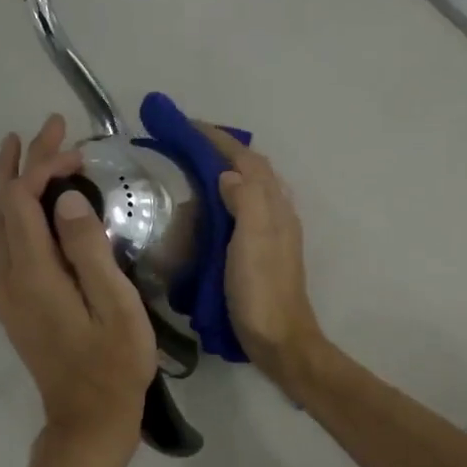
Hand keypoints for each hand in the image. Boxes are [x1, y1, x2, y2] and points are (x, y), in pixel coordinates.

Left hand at [0, 117, 155, 454]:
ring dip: (4, 183)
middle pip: (5, 206)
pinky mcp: (10, 304)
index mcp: (35, 273)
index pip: (26, 202)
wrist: (88, 418)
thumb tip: (67, 200)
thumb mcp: (116, 307)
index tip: (79, 151)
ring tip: (14, 149)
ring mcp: (4, 292)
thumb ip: (89, 250)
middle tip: (49, 128)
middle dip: (24, 162)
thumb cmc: (114, 364)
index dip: (46, 168)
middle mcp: (8, 277)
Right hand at [195, 122, 326, 386]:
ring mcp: (272, 233)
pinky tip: (210, 208)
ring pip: (251, 187)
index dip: (218, 140)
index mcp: (273, 207)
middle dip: (222, 149)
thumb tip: (227, 174)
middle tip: (185, 143)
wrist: (280, 340)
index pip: (247, 160)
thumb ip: (245, 201)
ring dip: (226, 170)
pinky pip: (245, 209)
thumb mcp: (252, 243)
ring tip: (193, 167)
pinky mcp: (263, 251)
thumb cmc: (262, 292)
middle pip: (252, 168)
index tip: (186, 126)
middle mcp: (277, 212)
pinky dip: (227, 195)